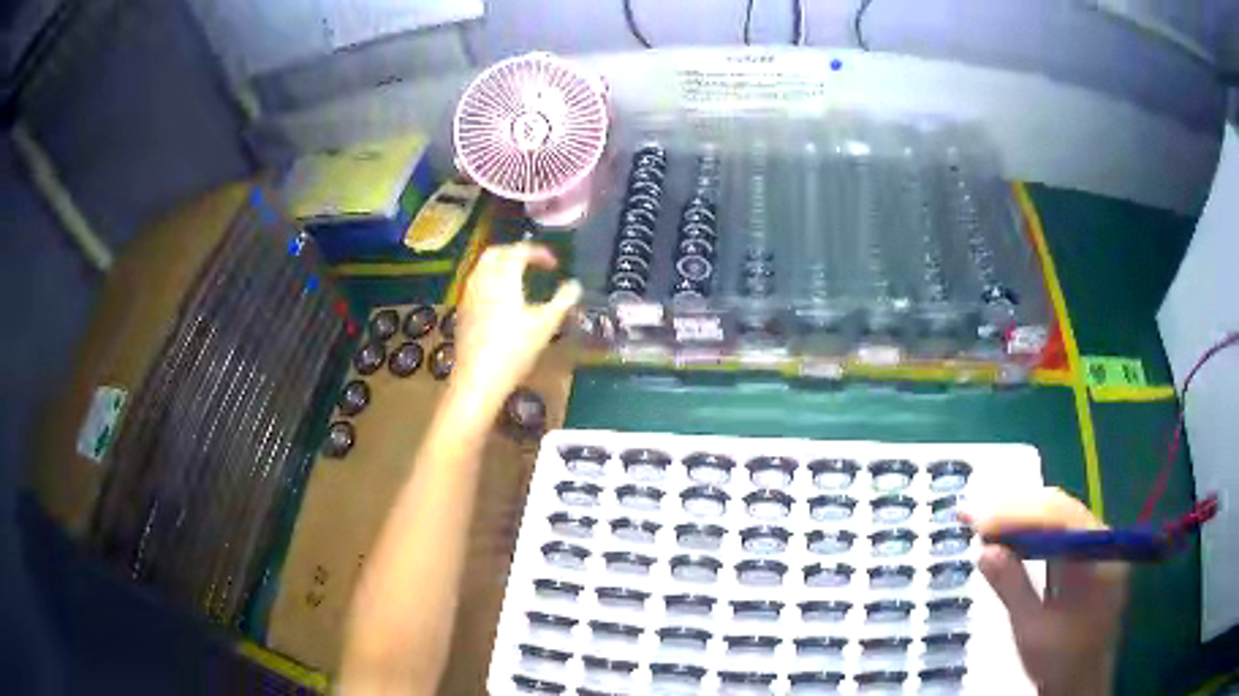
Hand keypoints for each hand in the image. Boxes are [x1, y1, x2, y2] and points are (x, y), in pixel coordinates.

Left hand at [453, 242, 581, 408]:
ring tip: (519, 280)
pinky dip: (490, 281)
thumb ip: (563, 300)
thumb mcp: (546, 325)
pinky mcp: (462, 311)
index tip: (554, 264)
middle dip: (515, 253)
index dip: (538, 252)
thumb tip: (575, 285)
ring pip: (482, 267)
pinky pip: (475, 284)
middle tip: (533, 264)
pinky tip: (501, 301)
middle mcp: (482, 280)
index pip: (519, 251)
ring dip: (501, 266)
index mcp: (504, 278)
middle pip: (496, 253)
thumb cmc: (514, 350)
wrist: (478, 379)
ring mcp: (468, 296)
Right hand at [962, 488, 1127, 695]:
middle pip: (1058, 509)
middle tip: (971, 514)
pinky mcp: (1086, 557)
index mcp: (1098, 555)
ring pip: (1056, 517)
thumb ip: (1013, 588)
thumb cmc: (1058, 662)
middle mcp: (1101, 540)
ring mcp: (1095, 546)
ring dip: (1019, 518)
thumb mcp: (1032, 630)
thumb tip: (985, 551)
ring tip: (982, 521)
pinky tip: (1007, 536)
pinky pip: (1057, 533)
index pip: (1059, 516)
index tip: (979, 521)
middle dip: (1015, 511)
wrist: (1080, 682)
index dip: (1018, 514)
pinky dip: (1029, 533)